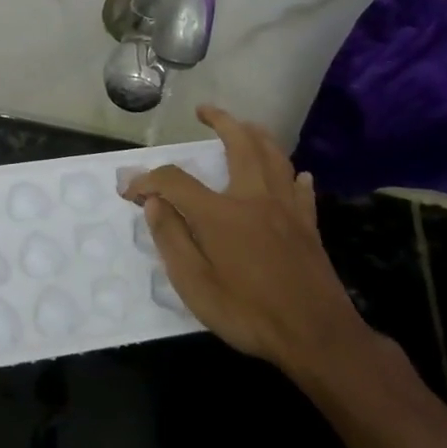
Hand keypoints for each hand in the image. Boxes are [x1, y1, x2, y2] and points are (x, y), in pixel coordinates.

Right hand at [122, 105, 373, 385]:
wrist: (317, 337)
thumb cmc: (249, 313)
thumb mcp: (195, 285)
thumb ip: (171, 238)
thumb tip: (154, 203)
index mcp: (221, 213)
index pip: (175, 181)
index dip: (148, 180)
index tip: (130, 191)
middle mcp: (254, 199)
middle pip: (240, 145)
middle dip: (220, 121)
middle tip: (204, 111)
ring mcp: (287, 209)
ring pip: (275, 157)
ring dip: (258, 135)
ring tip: (246, 126)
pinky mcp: (309, 226)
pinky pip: (301, 189)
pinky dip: (294, 175)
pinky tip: (296, 174)